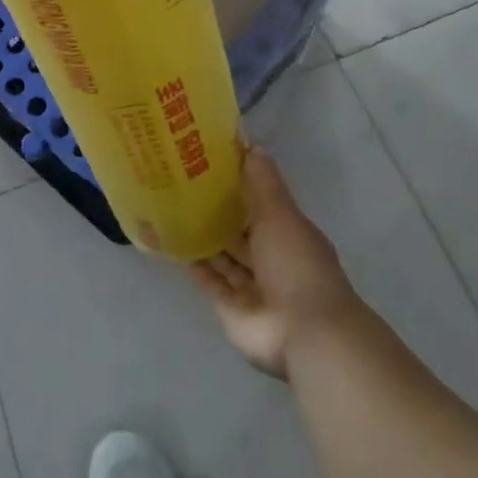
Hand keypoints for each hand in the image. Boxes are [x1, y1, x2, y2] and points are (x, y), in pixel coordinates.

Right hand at [190, 148, 360, 379]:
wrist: (303, 332)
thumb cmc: (296, 264)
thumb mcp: (281, 214)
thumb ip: (264, 183)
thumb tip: (252, 146)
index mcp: (289, 233)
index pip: (262, 204)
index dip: (241, 185)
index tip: (212, 164)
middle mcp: (271, 258)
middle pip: (242, 232)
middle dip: (220, 213)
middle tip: (184, 185)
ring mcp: (252, 286)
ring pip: (225, 257)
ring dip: (206, 239)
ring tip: (174, 211)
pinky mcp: (231, 309)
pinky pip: (211, 282)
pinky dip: (196, 267)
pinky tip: (175, 247)